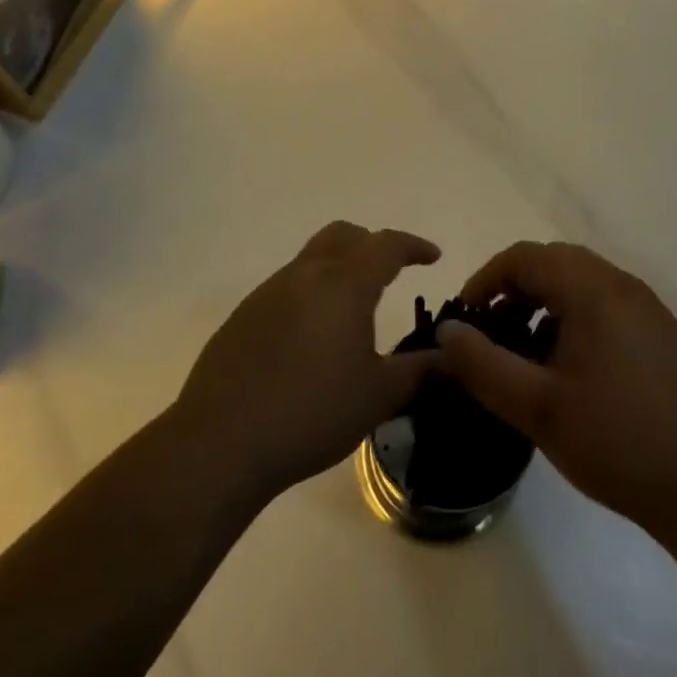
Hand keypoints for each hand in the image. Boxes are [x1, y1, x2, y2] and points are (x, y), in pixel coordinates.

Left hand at [173, 222, 440, 503]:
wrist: (221, 442)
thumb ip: (421, 372)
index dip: (413, 246)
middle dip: (372, 245)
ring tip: (352, 309)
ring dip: (339, 267)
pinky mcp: (243, 315)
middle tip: (391, 272)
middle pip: (345, 235)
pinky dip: (310, 293)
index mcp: (345, 284)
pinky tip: (310, 338)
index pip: (386, 245)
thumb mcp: (378, 395)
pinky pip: (287, 286)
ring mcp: (269, 292)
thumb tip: (455, 359)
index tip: (432, 257)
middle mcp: (306, 274)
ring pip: (312, 257)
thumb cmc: (311, 412)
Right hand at [435, 242, 676, 536]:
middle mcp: (621, 284)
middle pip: (553, 263)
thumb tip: (447, 332)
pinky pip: (604, 305)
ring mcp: (646, 308)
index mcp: (592, 289)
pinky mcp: (660, 333)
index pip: (525, 257)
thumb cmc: (619, 441)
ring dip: (543, 305)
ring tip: (524, 355)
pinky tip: (567, 370)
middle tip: (490, 335)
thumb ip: (484, 366)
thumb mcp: (538, 408)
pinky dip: (572, 319)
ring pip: (580, 284)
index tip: (464, 319)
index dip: (486, 279)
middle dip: (513, 291)